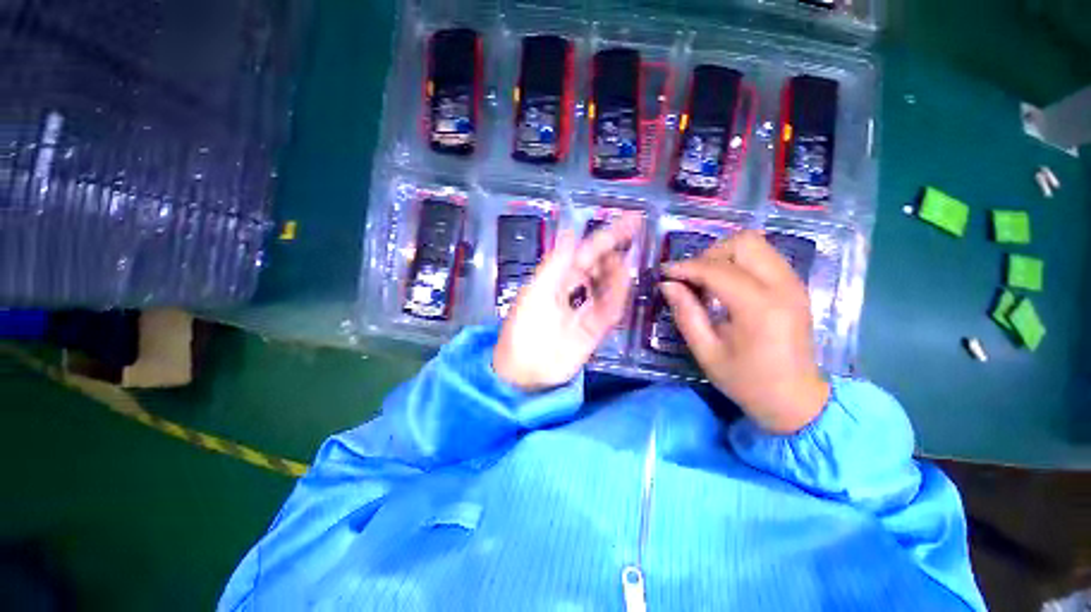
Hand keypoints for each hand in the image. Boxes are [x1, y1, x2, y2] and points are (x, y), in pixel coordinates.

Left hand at [494, 218, 639, 391]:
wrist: (524, 371)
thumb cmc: (523, 329)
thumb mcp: (535, 292)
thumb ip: (554, 264)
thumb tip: (571, 233)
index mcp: (557, 278)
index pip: (585, 252)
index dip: (605, 236)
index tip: (629, 220)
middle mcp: (573, 290)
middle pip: (599, 266)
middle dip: (615, 250)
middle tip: (634, 235)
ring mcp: (585, 310)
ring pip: (607, 286)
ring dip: (617, 273)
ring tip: (624, 262)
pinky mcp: (595, 330)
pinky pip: (611, 310)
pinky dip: (618, 298)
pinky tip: (624, 285)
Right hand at [660, 230, 828, 433]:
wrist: (797, 400)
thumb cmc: (747, 381)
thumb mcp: (706, 352)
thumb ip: (686, 313)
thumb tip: (667, 284)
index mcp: (759, 307)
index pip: (717, 269)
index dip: (685, 267)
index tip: (664, 273)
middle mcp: (782, 286)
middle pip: (743, 242)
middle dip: (710, 255)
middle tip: (692, 279)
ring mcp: (794, 283)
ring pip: (755, 244)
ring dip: (725, 256)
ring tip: (707, 282)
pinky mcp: (796, 286)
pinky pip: (764, 256)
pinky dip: (739, 262)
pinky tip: (727, 286)